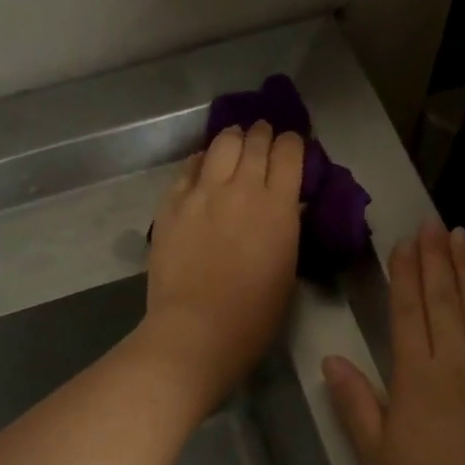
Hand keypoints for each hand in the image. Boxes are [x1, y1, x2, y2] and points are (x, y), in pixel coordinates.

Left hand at [141, 122, 304, 412]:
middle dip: (263, 133)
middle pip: (254, 141)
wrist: (196, 331)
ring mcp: (202, 194)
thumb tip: (286, 205)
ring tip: (235, 141)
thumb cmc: (254, 315)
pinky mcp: (171, 205)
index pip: (289, 152)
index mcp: (278, 206)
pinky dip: (201, 161)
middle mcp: (241, 189)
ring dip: (232, 138)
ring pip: (220, 145)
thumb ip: (286, 227)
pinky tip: (203, 165)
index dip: (292, 142)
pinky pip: (188, 169)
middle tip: (264, 135)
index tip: (292, 144)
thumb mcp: (288, 268)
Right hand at [322, 220, 464, 464]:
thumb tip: (331, 360)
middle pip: (445, 299)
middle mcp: (459, 361)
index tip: (405, 242)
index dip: (406, 274)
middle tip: (433, 223)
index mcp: (418, 375)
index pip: (410, 311)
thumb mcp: (377, 456)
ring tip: (462, 236)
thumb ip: (355, 403)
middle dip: (437, 258)